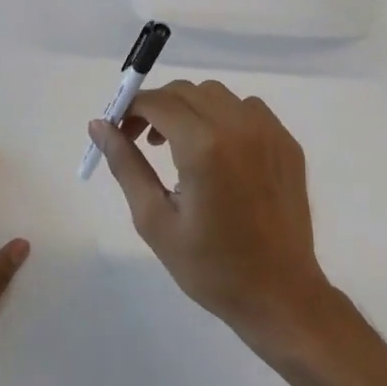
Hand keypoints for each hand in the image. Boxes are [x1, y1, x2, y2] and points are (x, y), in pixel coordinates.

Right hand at [86, 81, 334, 351]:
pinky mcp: (287, 143)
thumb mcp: (155, 220)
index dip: (130, 109)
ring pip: (218, 96)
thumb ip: (126, 165)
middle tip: (143, 142)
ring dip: (190, 109)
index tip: (118, 131)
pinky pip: (248, 110)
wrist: (279, 293)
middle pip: (186, 91)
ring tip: (180, 148)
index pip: (157, 102)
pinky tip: (218, 154)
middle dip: (158, 107)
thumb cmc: (210, 267)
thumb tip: (99, 126)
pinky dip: (224, 117)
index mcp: (204, 146)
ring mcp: (269, 131)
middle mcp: (239, 126)